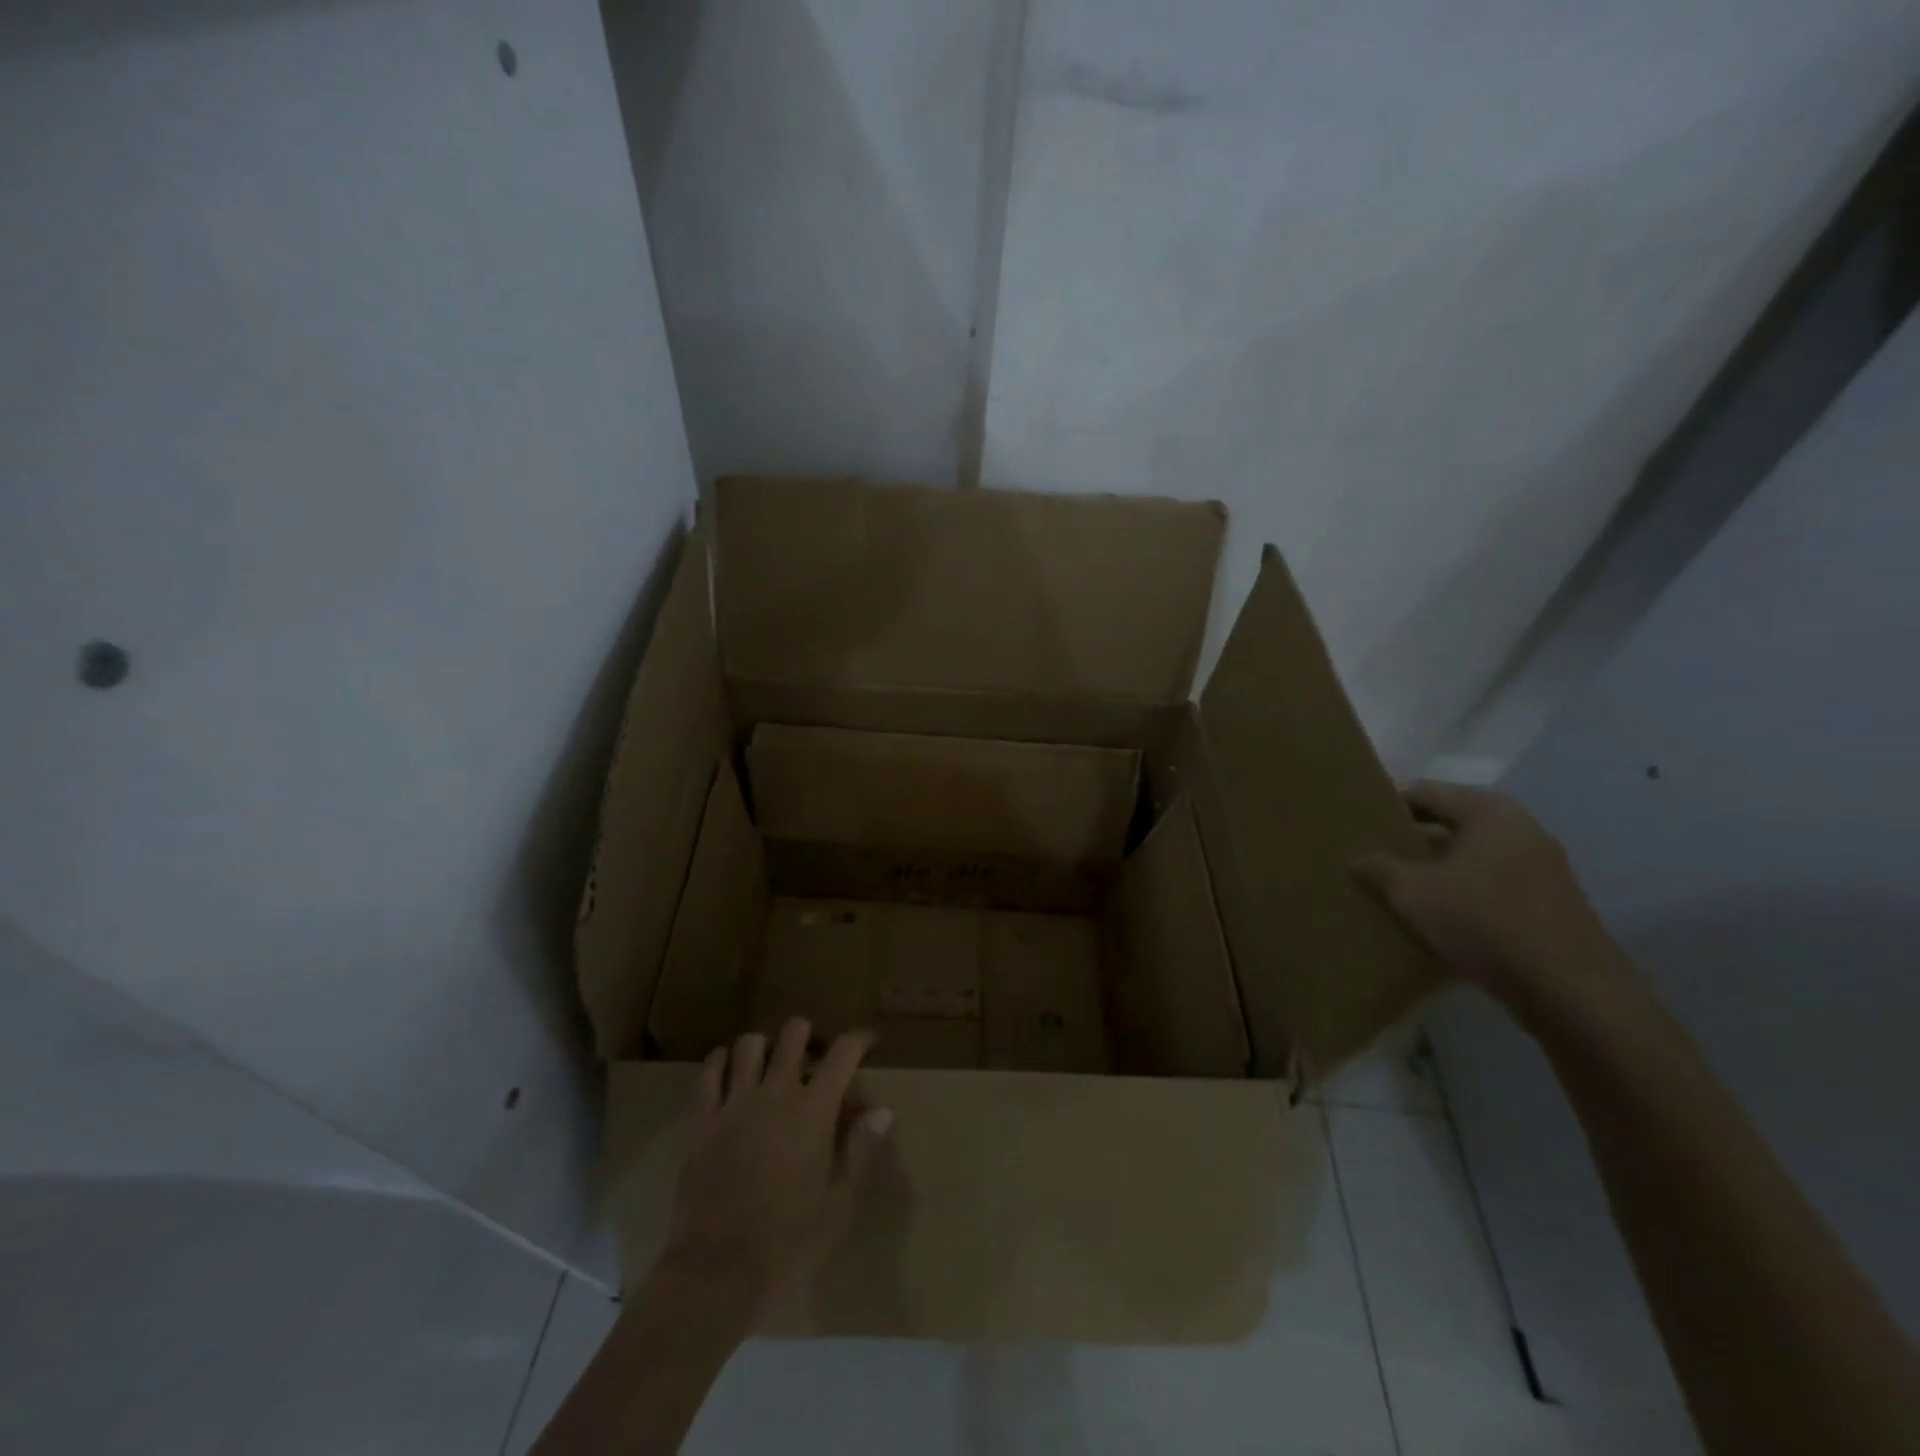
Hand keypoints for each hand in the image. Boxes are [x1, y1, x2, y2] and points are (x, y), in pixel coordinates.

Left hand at [658, 1019, 892, 1316]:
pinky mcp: (702, 1120)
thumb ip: (861, 1150)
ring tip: (768, 1064)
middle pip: (794, 1034)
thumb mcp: (839, 1203)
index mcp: (815, 1110)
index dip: (859, 1039)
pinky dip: (720, 1062)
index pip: (844, 1053)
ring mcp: (735, 1102)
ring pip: (749, 1044)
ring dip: (764, 1047)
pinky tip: (726, 1070)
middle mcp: (776, 1093)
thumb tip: (883, 1110)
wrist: (718, 1270)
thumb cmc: (789, 1241)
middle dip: (807, 1035)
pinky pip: (708, 1072)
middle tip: (811, 1056)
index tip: (867, 1041)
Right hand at [1353, 781, 1643, 1023]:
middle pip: (1450, 821)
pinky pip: (1491, 881)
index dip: (1386, 805)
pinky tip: (1438, 914)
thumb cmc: (1483, 923)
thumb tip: (1358, 859)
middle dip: (1410, 837)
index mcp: (1489, 812)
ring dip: (1435, 866)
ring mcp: (1542, 865)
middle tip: (1371, 853)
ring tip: (1398, 885)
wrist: (1571, 992)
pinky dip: (1462, 889)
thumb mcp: (1412, 893)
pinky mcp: (1549, 901)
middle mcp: (1520, 828)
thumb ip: (1378, 868)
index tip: (1355, 823)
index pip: (1423, 792)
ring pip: (1471, 854)